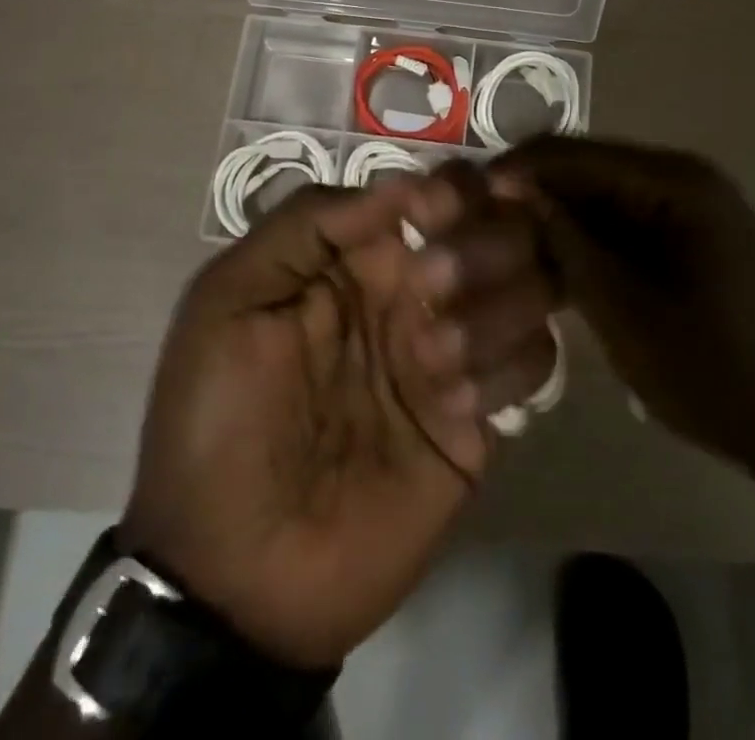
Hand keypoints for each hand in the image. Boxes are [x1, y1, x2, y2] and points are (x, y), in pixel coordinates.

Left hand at [121, 169, 559, 670]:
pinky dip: (508, 367)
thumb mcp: (231, 299)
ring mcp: (453, 352)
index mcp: (361, 253)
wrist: (234, 572)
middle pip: (501, 229)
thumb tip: (403, 183)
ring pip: (532, 288)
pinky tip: (456, 404)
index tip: (434, 214)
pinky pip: (534, 365)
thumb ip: (307, 223)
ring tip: (434, 357)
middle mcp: (417, 289)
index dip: (452, 188)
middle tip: (434, 285)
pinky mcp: (480, 421)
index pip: (441, 190)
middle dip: (482, 244)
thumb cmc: (220, 418)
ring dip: (495, 307)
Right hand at [492, 136, 754, 482]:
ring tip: (503, 247)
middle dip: (533, 193)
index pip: (574, 154)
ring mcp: (689, 209)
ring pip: (601, 198)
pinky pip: (623, 224)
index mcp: (674, 182)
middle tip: (478, 226)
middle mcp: (682, 179)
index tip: (465, 197)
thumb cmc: (719, 373)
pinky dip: (587, 241)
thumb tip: (514, 192)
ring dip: (556, 219)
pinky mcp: (690, 239)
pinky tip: (552, 267)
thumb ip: (568, 243)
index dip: (517, 169)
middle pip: (586, 170)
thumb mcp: (626, 311)